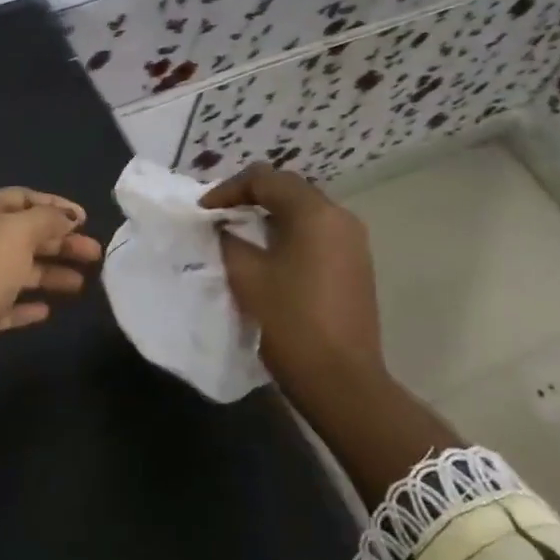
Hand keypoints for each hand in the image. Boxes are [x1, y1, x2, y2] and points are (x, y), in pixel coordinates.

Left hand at [0, 188, 103, 410]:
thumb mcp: (15, 234)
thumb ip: (45, 220)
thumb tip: (67, 217)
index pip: (20, 198)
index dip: (53, 205)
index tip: (85, 219)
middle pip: (24, 236)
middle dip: (60, 242)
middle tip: (95, 254)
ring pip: (19, 271)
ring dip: (50, 274)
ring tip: (81, 284)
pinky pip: (7, 305)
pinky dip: (28, 305)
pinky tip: (47, 311)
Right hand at [201, 163, 384, 398]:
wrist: (341, 380)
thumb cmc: (289, 322)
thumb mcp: (247, 275)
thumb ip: (229, 239)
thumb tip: (224, 227)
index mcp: (315, 213)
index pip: (265, 179)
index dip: (228, 189)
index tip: (203, 211)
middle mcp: (341, 217)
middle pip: (289, 189)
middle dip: (250, 198)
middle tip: (218, 217)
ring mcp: (354, 242)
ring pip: (304, 212)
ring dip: (269, 216)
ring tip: (238, 234)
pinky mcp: (356, 265)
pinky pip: (317, 234)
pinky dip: (288, 234)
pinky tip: (267, 255)